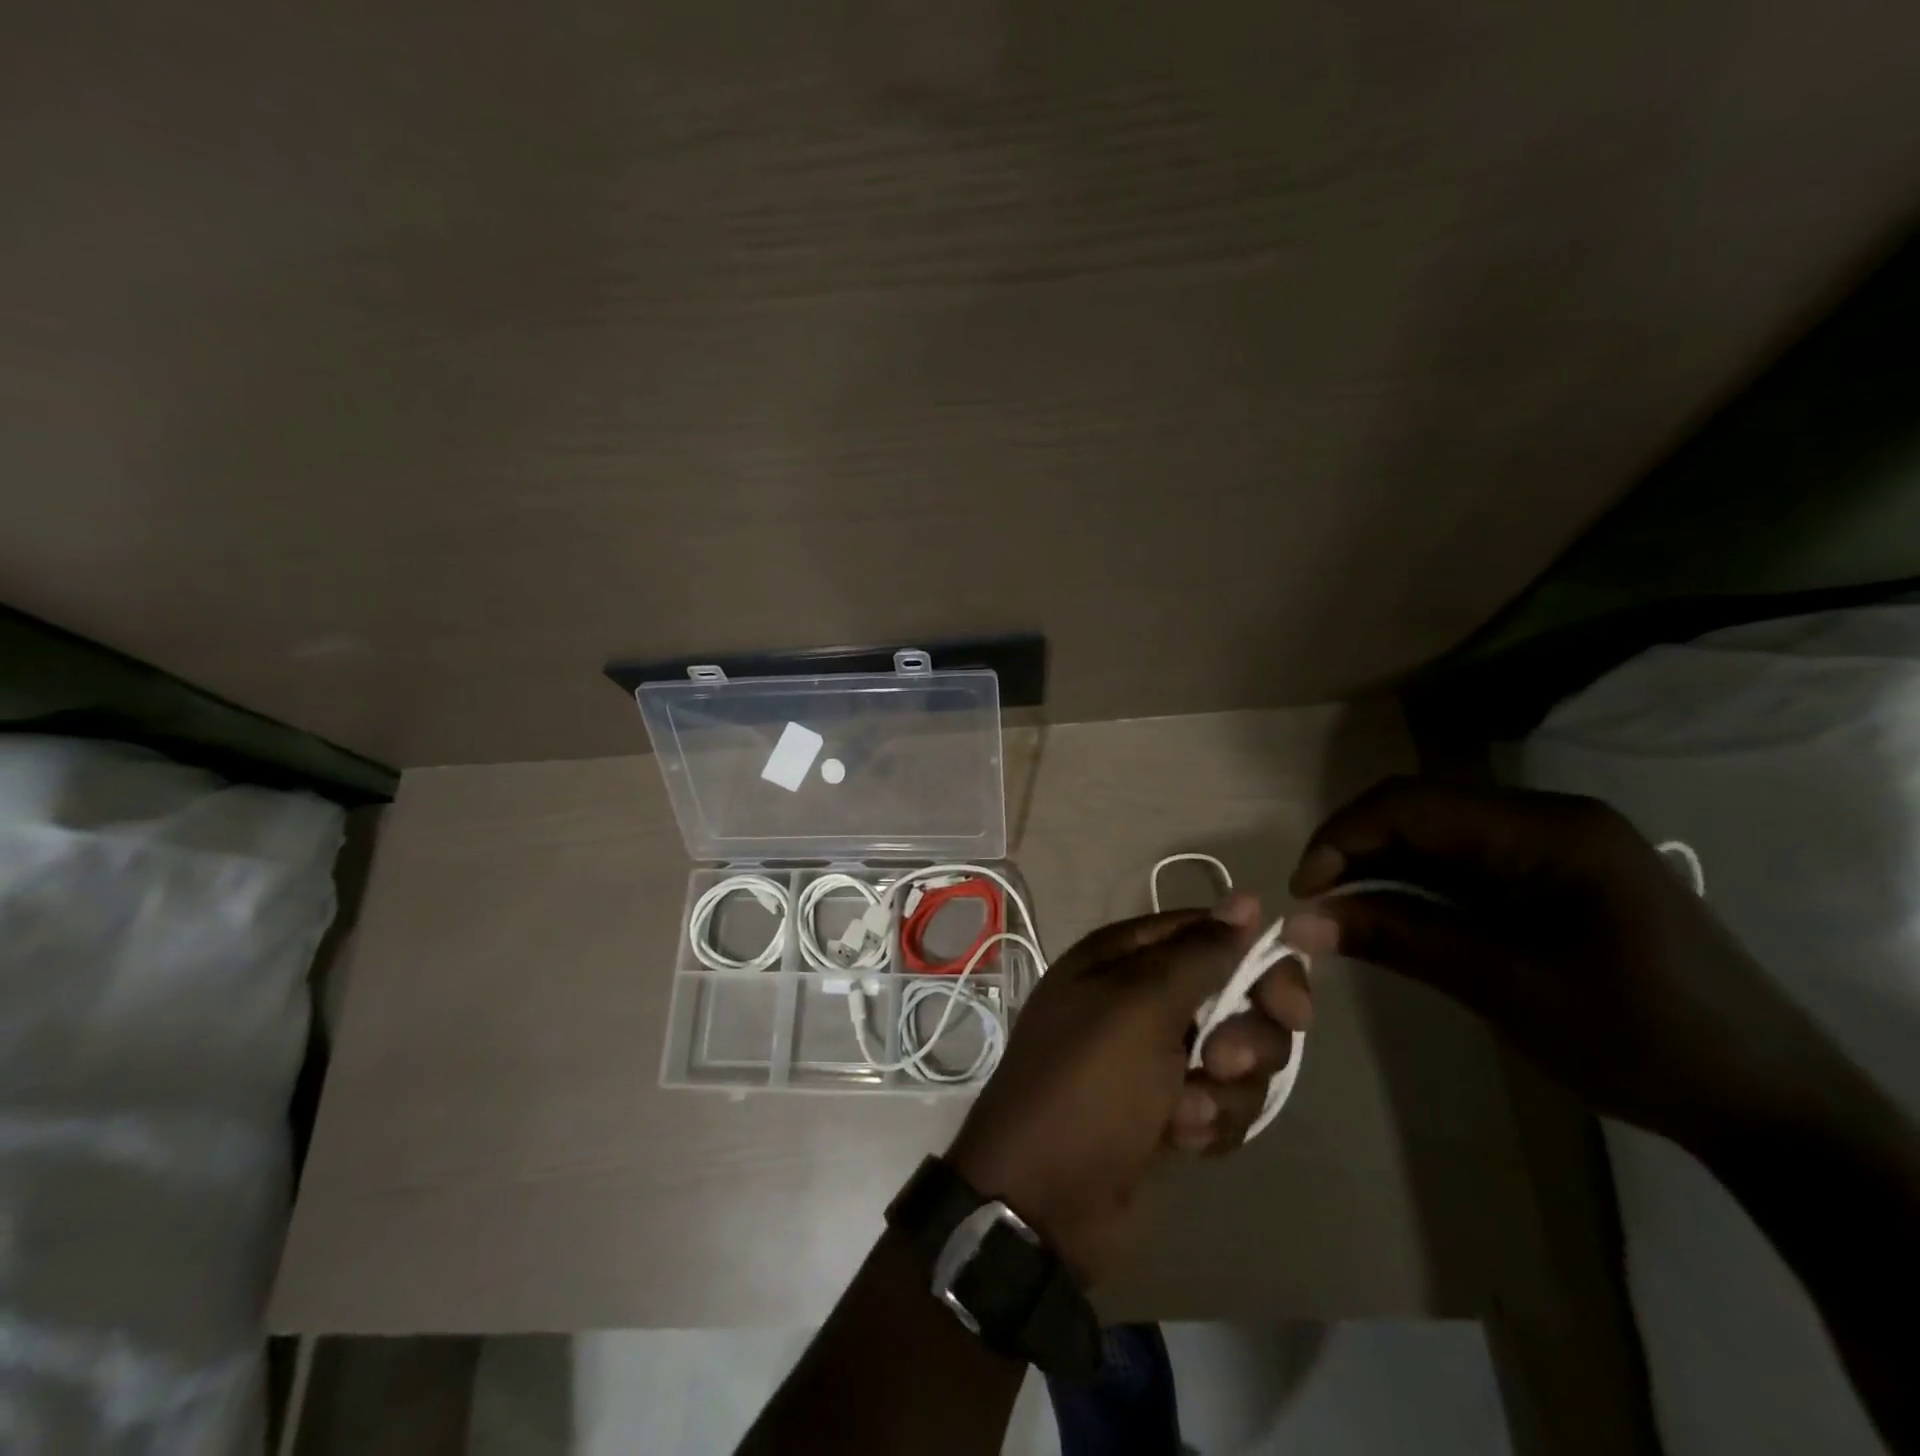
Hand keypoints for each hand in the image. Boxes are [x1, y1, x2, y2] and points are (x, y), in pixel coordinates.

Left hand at [946, 895, 1309, 1282]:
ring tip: (1184, 1112)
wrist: (1045, 1200)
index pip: (1208, 932)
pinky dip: (1209, 1122)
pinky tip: (1180, 1140)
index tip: (1288, 1000)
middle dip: (1244, 1034)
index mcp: (1123, 957)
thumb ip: (1199, 954)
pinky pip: (1222, 1102)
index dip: (1253, 958)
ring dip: (1224, 1089)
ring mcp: (1156, 1056)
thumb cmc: (1088, 1085)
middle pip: (1233, 994)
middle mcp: (1141, 998)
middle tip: (1220, 1061)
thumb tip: (1245, 900)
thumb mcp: (1140, 1006)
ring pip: (1236, 1054)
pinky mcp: (1169, 1110)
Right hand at [1284, 777, 1819, 1146]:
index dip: (1342, 838)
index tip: (1303, 893)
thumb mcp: (1504, 987)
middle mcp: (1548, 818)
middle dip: (1356, 852)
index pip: (1412, 804)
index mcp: (1548, 829)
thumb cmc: (1640, 1039)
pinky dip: (1417, 887)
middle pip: (1420, 811)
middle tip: (1317, 907)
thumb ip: (1398, 938)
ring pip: (1436, 836)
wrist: (1770, 1105)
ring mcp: (1554, 845)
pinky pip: (1464, 863)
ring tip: (1345, 917)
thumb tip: (1300, 923)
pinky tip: (1395, 918)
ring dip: (1382, 870)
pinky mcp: (1553, 876)